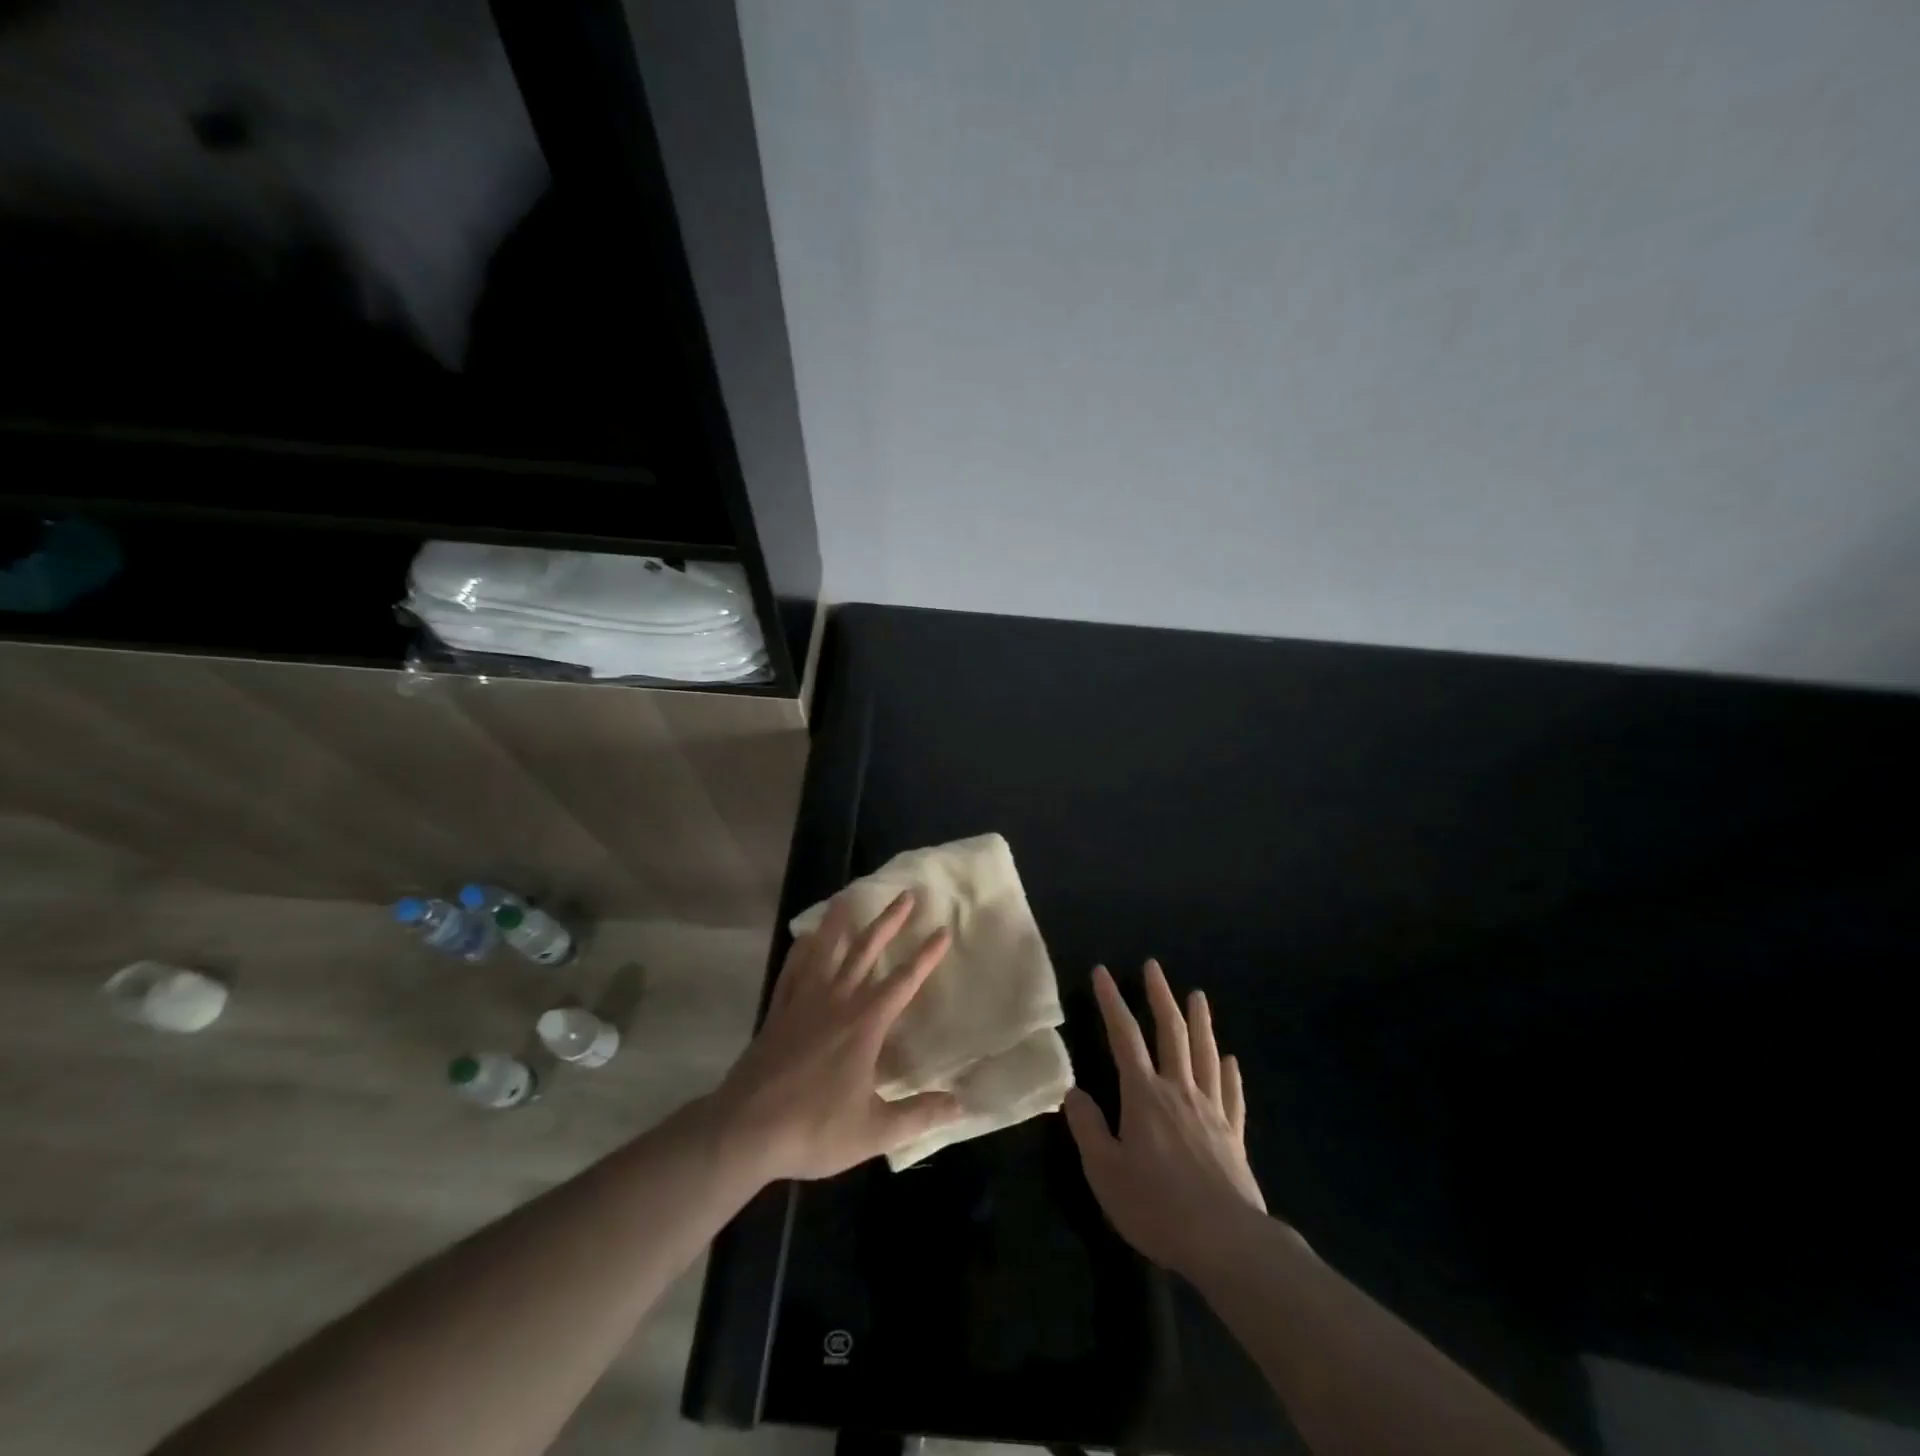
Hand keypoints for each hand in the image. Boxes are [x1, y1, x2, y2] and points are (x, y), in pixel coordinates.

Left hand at [711, 891, 961, 1181]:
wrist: (746, 1130)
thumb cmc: (814, 1128)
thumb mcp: (874, 1130)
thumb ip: (919, 1115)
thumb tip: (961, 1105)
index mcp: (864, 1024)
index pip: (904, 981)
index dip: (926, 955)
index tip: (943, 929)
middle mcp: (837, 1001)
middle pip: (866, 951)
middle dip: (890, 922)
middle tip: (907, 895)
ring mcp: (803, 1002)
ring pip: (826, 951)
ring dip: (841, 922)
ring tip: (849, 896)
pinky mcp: (778, 1012)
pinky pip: (792, 971)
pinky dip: (801, 950)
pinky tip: (806, 938)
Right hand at [1064, 961, 1267, 1277]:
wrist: (1227, 1243)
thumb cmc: (1158, 1207)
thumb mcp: (1105, 1172)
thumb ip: (1088, 1128)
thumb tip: (1073, 1092)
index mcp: (1144, 1095)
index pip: (1124, 1037)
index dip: (1111, 1002)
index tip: (1103, 972)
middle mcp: (1179, 1091)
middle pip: (1171, 1033)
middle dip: (1160, 997)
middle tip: (1154, 967)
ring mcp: (1211, 1112)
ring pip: (1205, 1055)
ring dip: (1200, 1022)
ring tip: (1198, 996)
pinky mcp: (1233, 1137)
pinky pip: (1232, 1095)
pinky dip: (1231, 1074)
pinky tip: (1231, 1061)